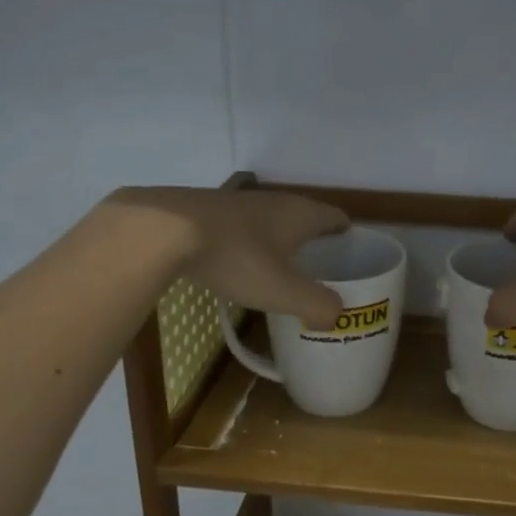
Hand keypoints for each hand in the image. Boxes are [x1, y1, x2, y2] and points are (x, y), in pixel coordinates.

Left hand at [108, 186, 349, 329]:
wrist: (164, 230)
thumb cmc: (236, 258)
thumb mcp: (284, 291)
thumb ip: (318, 305)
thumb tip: (337, 315)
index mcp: (300, 214)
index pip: (336, 218)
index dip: (347, 235)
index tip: (352, 255)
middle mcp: (274, 200)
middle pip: (304, 217)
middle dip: (314, 241)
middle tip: (319, 270)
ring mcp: (238, 202)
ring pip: (270, 221)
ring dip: (280, 241)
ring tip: (281, 269)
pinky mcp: (208, 210)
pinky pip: (241, 227)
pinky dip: (249, 243)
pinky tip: (238, 264)